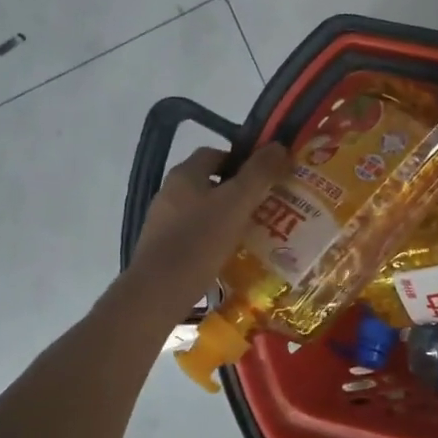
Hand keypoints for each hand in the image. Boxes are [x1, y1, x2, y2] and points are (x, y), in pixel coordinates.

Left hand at [125, 142, 288, 321]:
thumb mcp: (237, 202)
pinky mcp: (162, 249)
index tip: (265, 177)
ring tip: (254, 232)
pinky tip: (231, 255)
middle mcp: (170, 193)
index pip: (215, 154)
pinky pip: (194, 235)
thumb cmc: (200, 240)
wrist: (159, 291)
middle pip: (209, 183)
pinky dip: (213, 239)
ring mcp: (163, 222)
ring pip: (202, 211)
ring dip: (227, 216)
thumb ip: (259, 173)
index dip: (241, 160)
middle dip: (238, 191)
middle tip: (266, 205)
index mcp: (185, 174)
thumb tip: (279, 146)